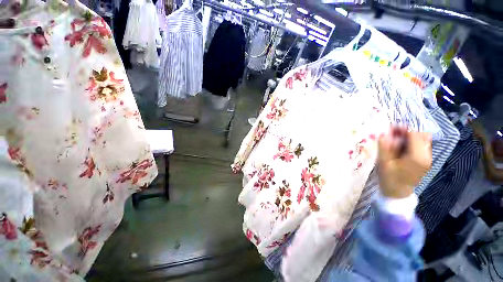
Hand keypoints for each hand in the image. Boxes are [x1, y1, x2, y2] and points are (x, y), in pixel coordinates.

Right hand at [377, 127, 432, 198]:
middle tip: (395, 138)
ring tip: (402, 145)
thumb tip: (384, 133)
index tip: (391, 131)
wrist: (397, 197)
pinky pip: (424, 145)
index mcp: (416, 157)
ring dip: (412, 138)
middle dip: (407, 133)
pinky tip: (407, 151)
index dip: (401, 129)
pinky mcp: (427, 161)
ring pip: (422, 138)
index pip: (412, 132)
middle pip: (419, 133)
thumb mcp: (384, 164)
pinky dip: (416, 143)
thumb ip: (384, 147)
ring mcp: (428, 159)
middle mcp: (426, 156)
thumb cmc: (390, 181)